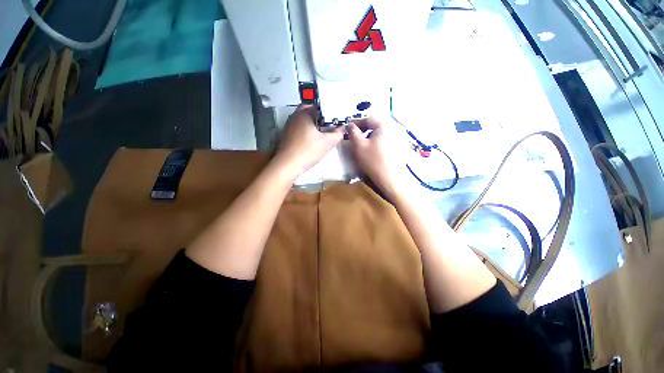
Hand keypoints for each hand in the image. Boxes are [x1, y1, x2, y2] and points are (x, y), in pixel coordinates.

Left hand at [274, 105, 343, 178]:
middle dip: (319, 117)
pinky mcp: (286, 135)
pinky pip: (299, 128)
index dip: (328, 111)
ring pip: (303, 120)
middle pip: (309, 111)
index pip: (318, 106)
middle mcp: (295, 116)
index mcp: (304, 113)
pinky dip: (306, 131)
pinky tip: (311, 140)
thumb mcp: (327, 143)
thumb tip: (342, 128)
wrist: (288, 165)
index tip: (335, 118)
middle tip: (329, 125)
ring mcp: (289, 126)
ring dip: (312, 124)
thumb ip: (337, 134)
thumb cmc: (308, 150)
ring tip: (322, 133)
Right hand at [348, 117, 414, 199]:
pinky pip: (388, 139)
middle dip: (365, 128)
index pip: (369, 118)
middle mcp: (395, 128)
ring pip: (382, 132)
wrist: (391, 179)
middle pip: (377, 124)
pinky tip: (375, 150)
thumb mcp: (359, 146)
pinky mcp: (402, 147)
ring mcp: (400, 138)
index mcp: (385, 125)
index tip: (348, 127)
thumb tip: (350, 125)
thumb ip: (353, 132)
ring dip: (372, 135)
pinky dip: (379, 141)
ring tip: (364, 143)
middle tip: (355, 135)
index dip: (357, 122)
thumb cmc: (373, 161)